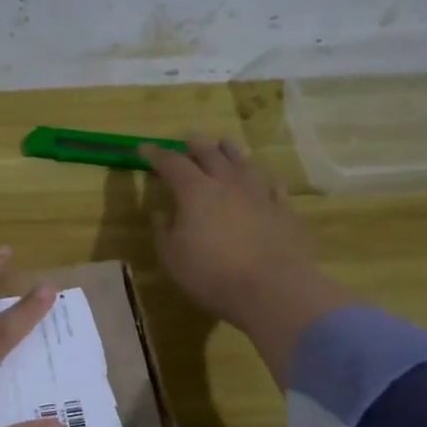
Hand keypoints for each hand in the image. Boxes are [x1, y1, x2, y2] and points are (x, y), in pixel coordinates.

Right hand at [140, 138, 354, 381]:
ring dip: (230, 151)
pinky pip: (271, 185)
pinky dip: (262, 178)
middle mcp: (227, 183)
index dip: (156, 154)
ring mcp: (258, 193)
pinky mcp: (283, 209)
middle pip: (210, 153)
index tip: (144, 148)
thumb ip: (165, 230)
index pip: (171, 163)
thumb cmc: (211, 274)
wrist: (271, 288)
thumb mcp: (172, 256)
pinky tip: (263, 180)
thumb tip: (162, 213)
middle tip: (188, 138)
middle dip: (195, 145)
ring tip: (224, 144)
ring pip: (243, 162)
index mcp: (194, 191)